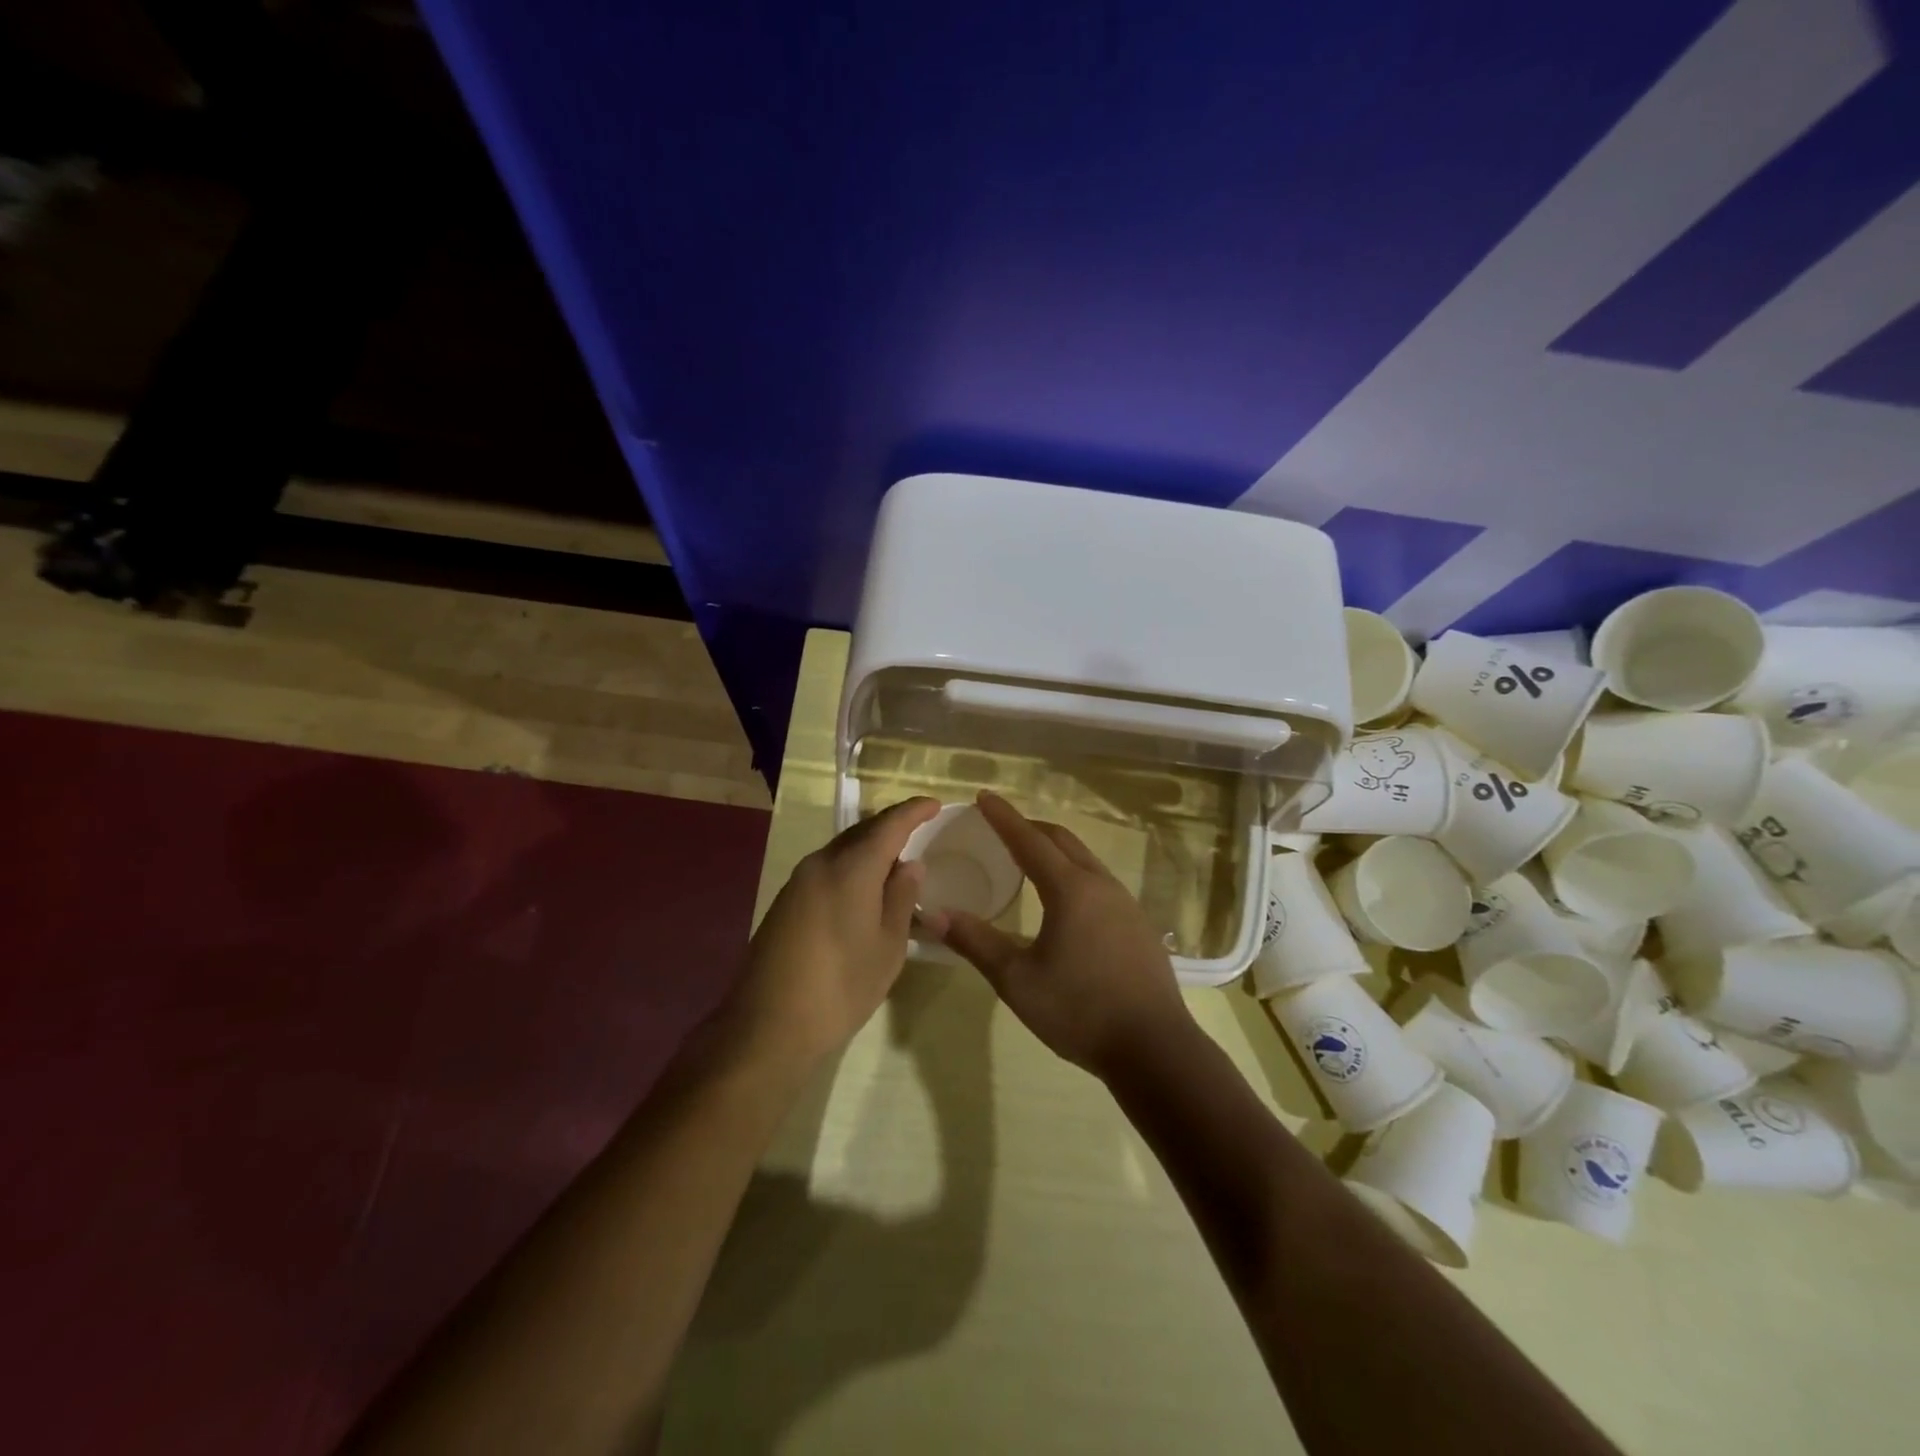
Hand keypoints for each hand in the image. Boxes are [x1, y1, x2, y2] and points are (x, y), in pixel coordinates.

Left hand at [725, 796, 941, 1068]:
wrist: (767, 1025)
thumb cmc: (841, 987)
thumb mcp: (887, 946)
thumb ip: (901, 898)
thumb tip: (909, 865)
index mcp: (851, 868)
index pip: (889, 825)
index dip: (914, 811)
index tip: (935, 805)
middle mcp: (821, 863)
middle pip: (862, 832)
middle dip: (891, 826)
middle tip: (919, 829)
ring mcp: (798, 882)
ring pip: (842, 850)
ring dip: (870, 848)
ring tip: (896, 860)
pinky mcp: (786, 902)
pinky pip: (827, 869)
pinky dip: (851, 867)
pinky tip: (864, 889)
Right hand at [927, 792, 1196, 1078]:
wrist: (1155, 1049)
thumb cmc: (1079, 1011)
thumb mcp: (1017, 980)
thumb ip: (976, 943)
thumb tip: (933, 914)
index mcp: (1069, 889)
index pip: (1029, 840)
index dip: (1003, 817)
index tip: (983, 797)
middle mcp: (1100, 885)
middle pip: (1061, 841)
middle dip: (1030, 828)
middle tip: (1001, 827)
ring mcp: (1125, 904)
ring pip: (1084, 859)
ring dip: (1055, 849)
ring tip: (1030, 858)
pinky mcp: (1138, 925)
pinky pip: (1099, 881)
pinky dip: (1074, 872)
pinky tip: (1066, 901)